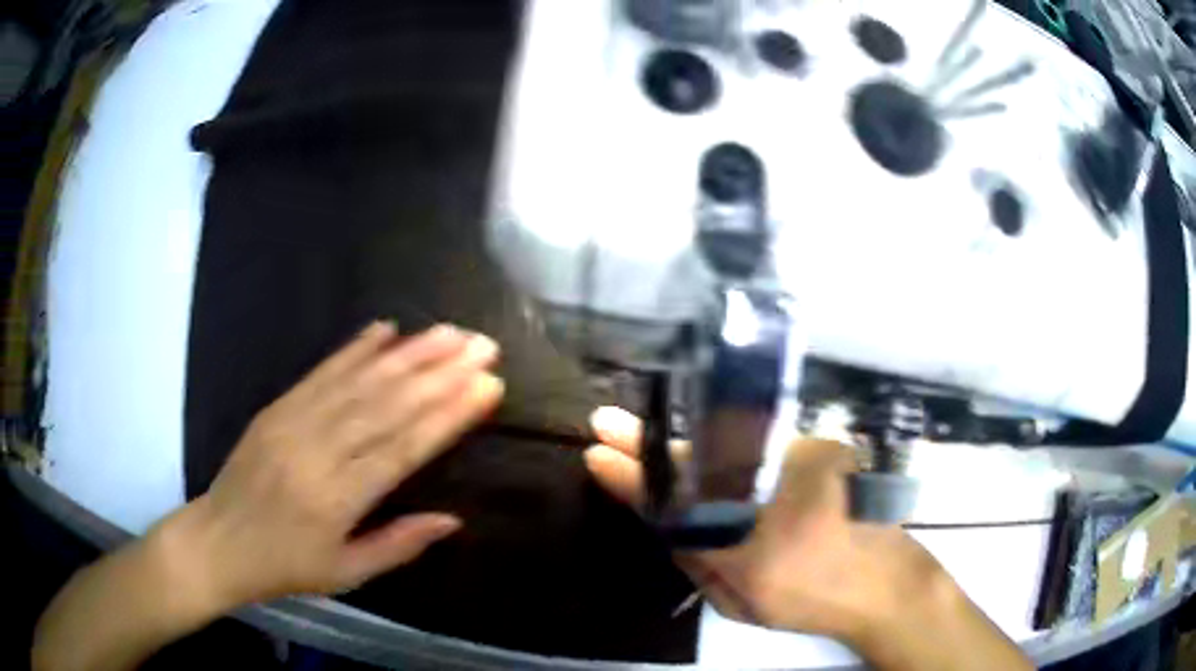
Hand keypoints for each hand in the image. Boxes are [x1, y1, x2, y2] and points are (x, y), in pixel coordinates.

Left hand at [167, 321, 504, 612]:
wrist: (218, 541)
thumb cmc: (285, 566)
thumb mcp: (346, 573)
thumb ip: (399, 545)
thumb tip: (453, 519)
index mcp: (337, 499)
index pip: (403, 449)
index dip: (447, 416)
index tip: (486, 386)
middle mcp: (317, 452)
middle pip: (386, 405)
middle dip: (439, 372)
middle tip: (481, 345)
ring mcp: (293, 422)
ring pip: (358, 381)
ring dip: (407, 353)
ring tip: (448, 332)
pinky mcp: (276, 407)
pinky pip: (320, 372)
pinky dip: (354, 348)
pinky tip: (384, 329)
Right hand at [582, 407, 949, 645]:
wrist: (885, 578)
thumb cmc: (810, 601)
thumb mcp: (741, 604)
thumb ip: (700, 563)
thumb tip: (668, 521)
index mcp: (747, 547)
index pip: (674, 507)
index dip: (631, 481)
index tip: (596, 456)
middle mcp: (772, 494)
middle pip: (695, 462)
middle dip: (647, 444)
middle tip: (607, 424)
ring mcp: (799, 462)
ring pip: (726, 448)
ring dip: (686, 444)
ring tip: (645, 436)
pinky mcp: (819, 447)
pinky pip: (756, 445)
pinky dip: (727, 447)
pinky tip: (709, 447)